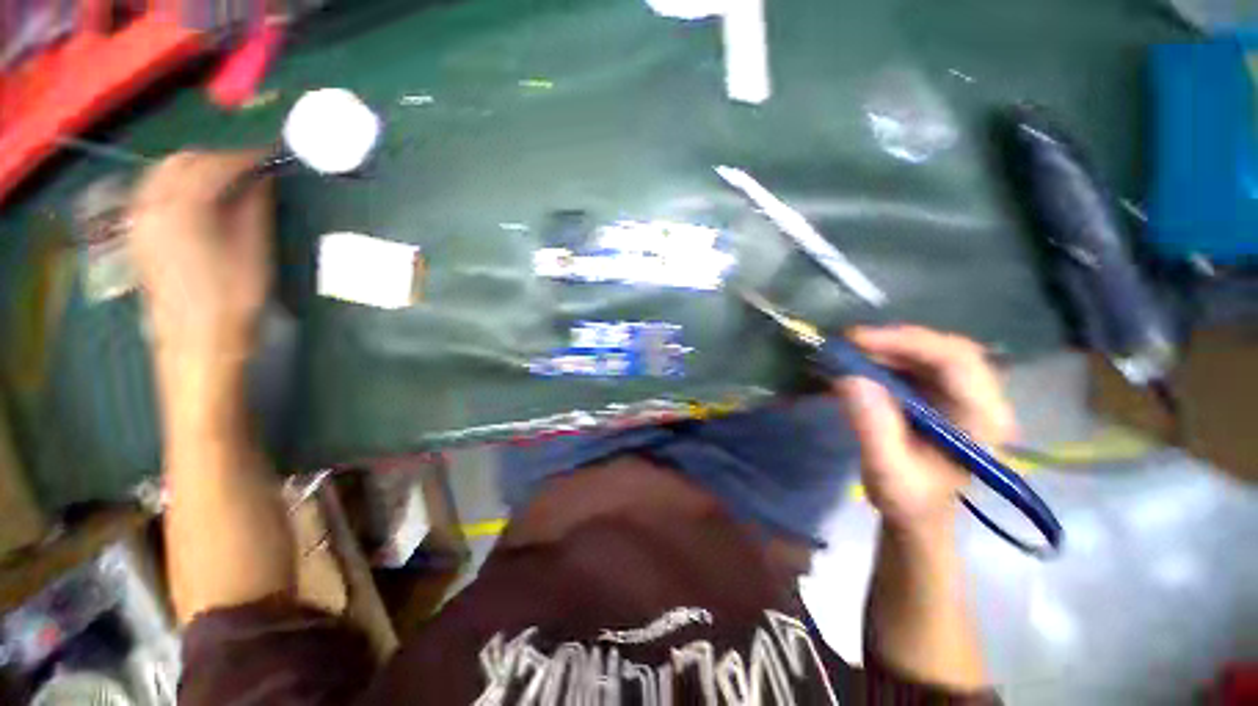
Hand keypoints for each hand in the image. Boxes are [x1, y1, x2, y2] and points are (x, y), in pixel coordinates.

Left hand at [127, 151, 271, 364]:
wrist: (197, 339)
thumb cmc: (232, 297)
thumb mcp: (254, 250)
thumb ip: (254, 207)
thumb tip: (263, 179)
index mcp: (182, 205)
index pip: (214, 164)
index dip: (246, 157)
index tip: (272, 158)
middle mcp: (151, 203)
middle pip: (182, 161)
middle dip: (218, 158)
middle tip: (250, 170)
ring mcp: (139, 218)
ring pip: (163, 173)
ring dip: (196, 170)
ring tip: (227, 182)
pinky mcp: (138, 234)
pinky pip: (154, 192)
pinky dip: (177, 185)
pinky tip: (198, 199)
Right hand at [833, 325, 1016, 530]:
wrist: (918, 511)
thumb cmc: (908, 498)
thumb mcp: (886, 470)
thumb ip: (873, 427)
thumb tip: (850, 377)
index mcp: (983, 420)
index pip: (957, 361)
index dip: (907, 342)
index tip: (858, 341)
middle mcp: (981, 398)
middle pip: (944, 348)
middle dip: (894, 340)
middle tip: (848, 343)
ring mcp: (962, 392)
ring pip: (929, 350)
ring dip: (886, 346)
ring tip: (848, 352)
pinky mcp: (940, 391)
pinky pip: (915, 360)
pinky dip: (884, 355)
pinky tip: (859, 362)